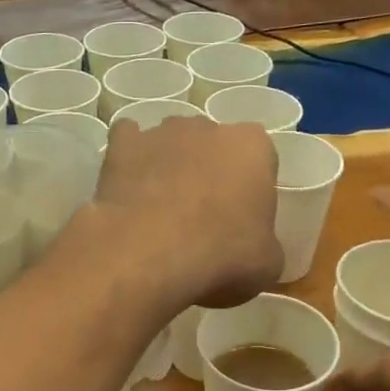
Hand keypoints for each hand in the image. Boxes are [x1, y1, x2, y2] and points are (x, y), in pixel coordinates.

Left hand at [91, 116, 281, 309]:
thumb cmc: (221, 256)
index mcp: (253, 147)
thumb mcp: (267, 263)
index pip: (260, 159)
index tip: (242, 220)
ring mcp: (161, 132)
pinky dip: (128, 159)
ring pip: (170, 142)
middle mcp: (209, 127)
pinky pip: (127, 141)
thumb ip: (265, 242)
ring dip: (169, 165)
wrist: (149, 253)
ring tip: (159, 208)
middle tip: (201, 216)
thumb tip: (254, 246)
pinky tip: (127, 186)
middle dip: (209, 172)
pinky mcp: (122, 144)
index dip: (251, 189)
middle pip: (213, 146)